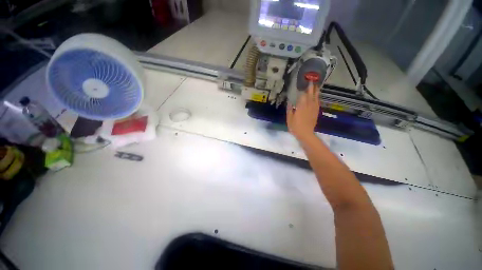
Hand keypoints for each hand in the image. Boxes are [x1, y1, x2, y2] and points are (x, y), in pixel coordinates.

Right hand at [286, 82, 319, 141]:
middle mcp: (308, 106)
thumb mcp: (289, 118)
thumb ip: (289, 109)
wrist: (305, 134)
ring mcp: (313, 109)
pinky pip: (317, 103)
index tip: (304, 82)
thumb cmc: (295, 126)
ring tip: (316, 85)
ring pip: (315, 97)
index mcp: (301, 106)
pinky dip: (317, 98)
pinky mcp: (316, 112)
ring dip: (316, 91)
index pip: (303, 95)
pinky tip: (317, 96)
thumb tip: (289, 102)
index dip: (304, 88)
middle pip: (310, 94)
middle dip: (311, 87)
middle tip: (312, 80)